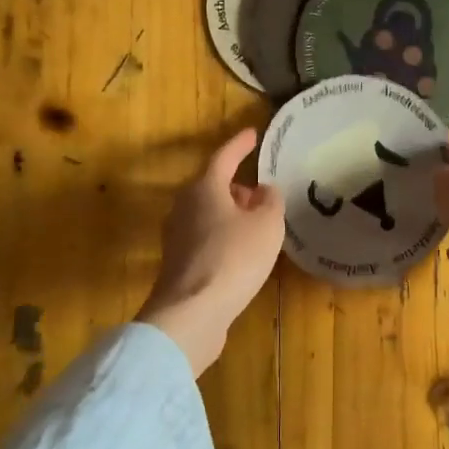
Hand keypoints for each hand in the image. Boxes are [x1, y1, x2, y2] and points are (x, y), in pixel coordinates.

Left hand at [137, 127, 284, 375]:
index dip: (241, 145)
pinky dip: (225, 237)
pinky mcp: (179, 264)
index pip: (224, 157)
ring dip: (232, 213)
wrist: (191, 314)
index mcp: (204, 188)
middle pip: (213, 186)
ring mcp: (177, 237)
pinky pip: (206, 238)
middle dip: (237, 185)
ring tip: (257, 224)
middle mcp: (184, 207)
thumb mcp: (267, 225)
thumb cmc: (233, 259)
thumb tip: (264, 191)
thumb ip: (271, 201)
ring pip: (209, 213)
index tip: (253, 134)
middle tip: (261, 192)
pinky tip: (242, 252)